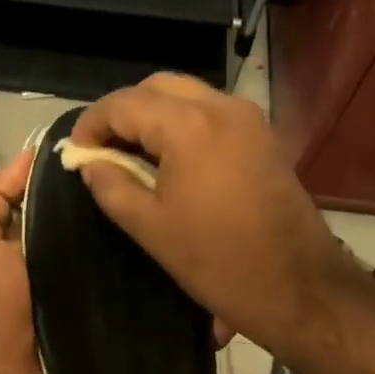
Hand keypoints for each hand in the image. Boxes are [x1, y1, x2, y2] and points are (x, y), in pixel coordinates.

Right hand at [70, 75, 356, 361]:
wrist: (298, 286)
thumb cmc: (217, 261)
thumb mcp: (150, 227)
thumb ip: (112, 186)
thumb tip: (91, 163)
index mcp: (189, 125)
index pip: (124, 103)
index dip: (92, 123)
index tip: (77, 153)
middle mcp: (222, 107)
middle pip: (158, 87)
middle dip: (124, 112)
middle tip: (104, 149)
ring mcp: (249, 118)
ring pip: (188, 95)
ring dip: (155, 115)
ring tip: (133, 155)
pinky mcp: (263, 136)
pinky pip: (212, 112)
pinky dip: (184, 123)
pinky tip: (171, 159)